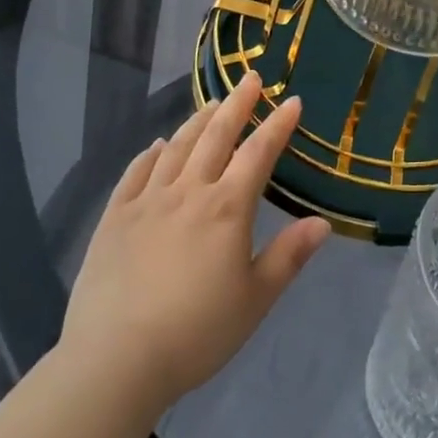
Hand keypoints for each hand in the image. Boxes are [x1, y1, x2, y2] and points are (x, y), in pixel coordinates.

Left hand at [60, 72, 329, 415]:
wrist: (115, 360)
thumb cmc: (196, 333)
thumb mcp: (255, 300)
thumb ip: (288, 257)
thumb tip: (322, 223)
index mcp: (227, 208)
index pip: (258, 153)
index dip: (277, 125)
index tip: (291, 101)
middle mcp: (188, 191)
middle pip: (216, 136)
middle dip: (237, 104)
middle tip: (250, 78)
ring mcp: (147, 200)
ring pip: (177, 147)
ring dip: (197, 121)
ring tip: (211, 103)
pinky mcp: (115, 217)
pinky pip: (136, 172)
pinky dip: (150, 153)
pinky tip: (157, 145)